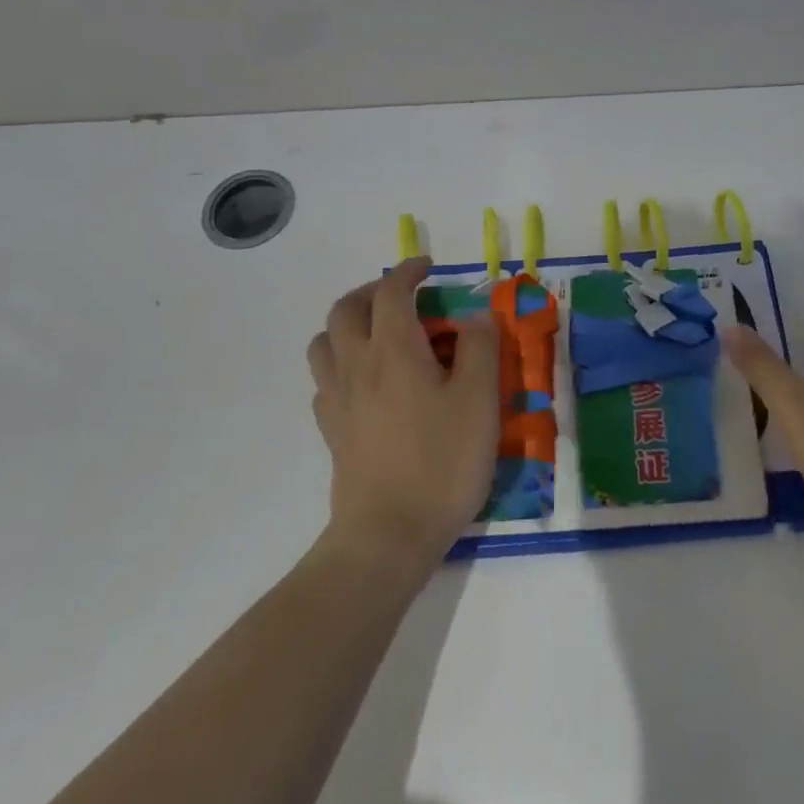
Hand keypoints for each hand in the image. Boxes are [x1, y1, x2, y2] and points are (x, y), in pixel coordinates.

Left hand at [307, 257, 498, 574]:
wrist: (387, 536)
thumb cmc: (441, 462)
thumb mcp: (479, 401)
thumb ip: (480, 348)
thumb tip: (476, 315)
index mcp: (393, 349)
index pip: (391, 291)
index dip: (408, 271)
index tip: (428, 267)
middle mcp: (357, 365)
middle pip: (345, 309)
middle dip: (372, 291)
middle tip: (402, 296)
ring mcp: (337, 400)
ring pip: (324, 342)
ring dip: (348, 324)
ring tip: (378, 334)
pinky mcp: (332, 432)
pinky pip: (325, 381)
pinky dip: (342, 364)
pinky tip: (366, 383)